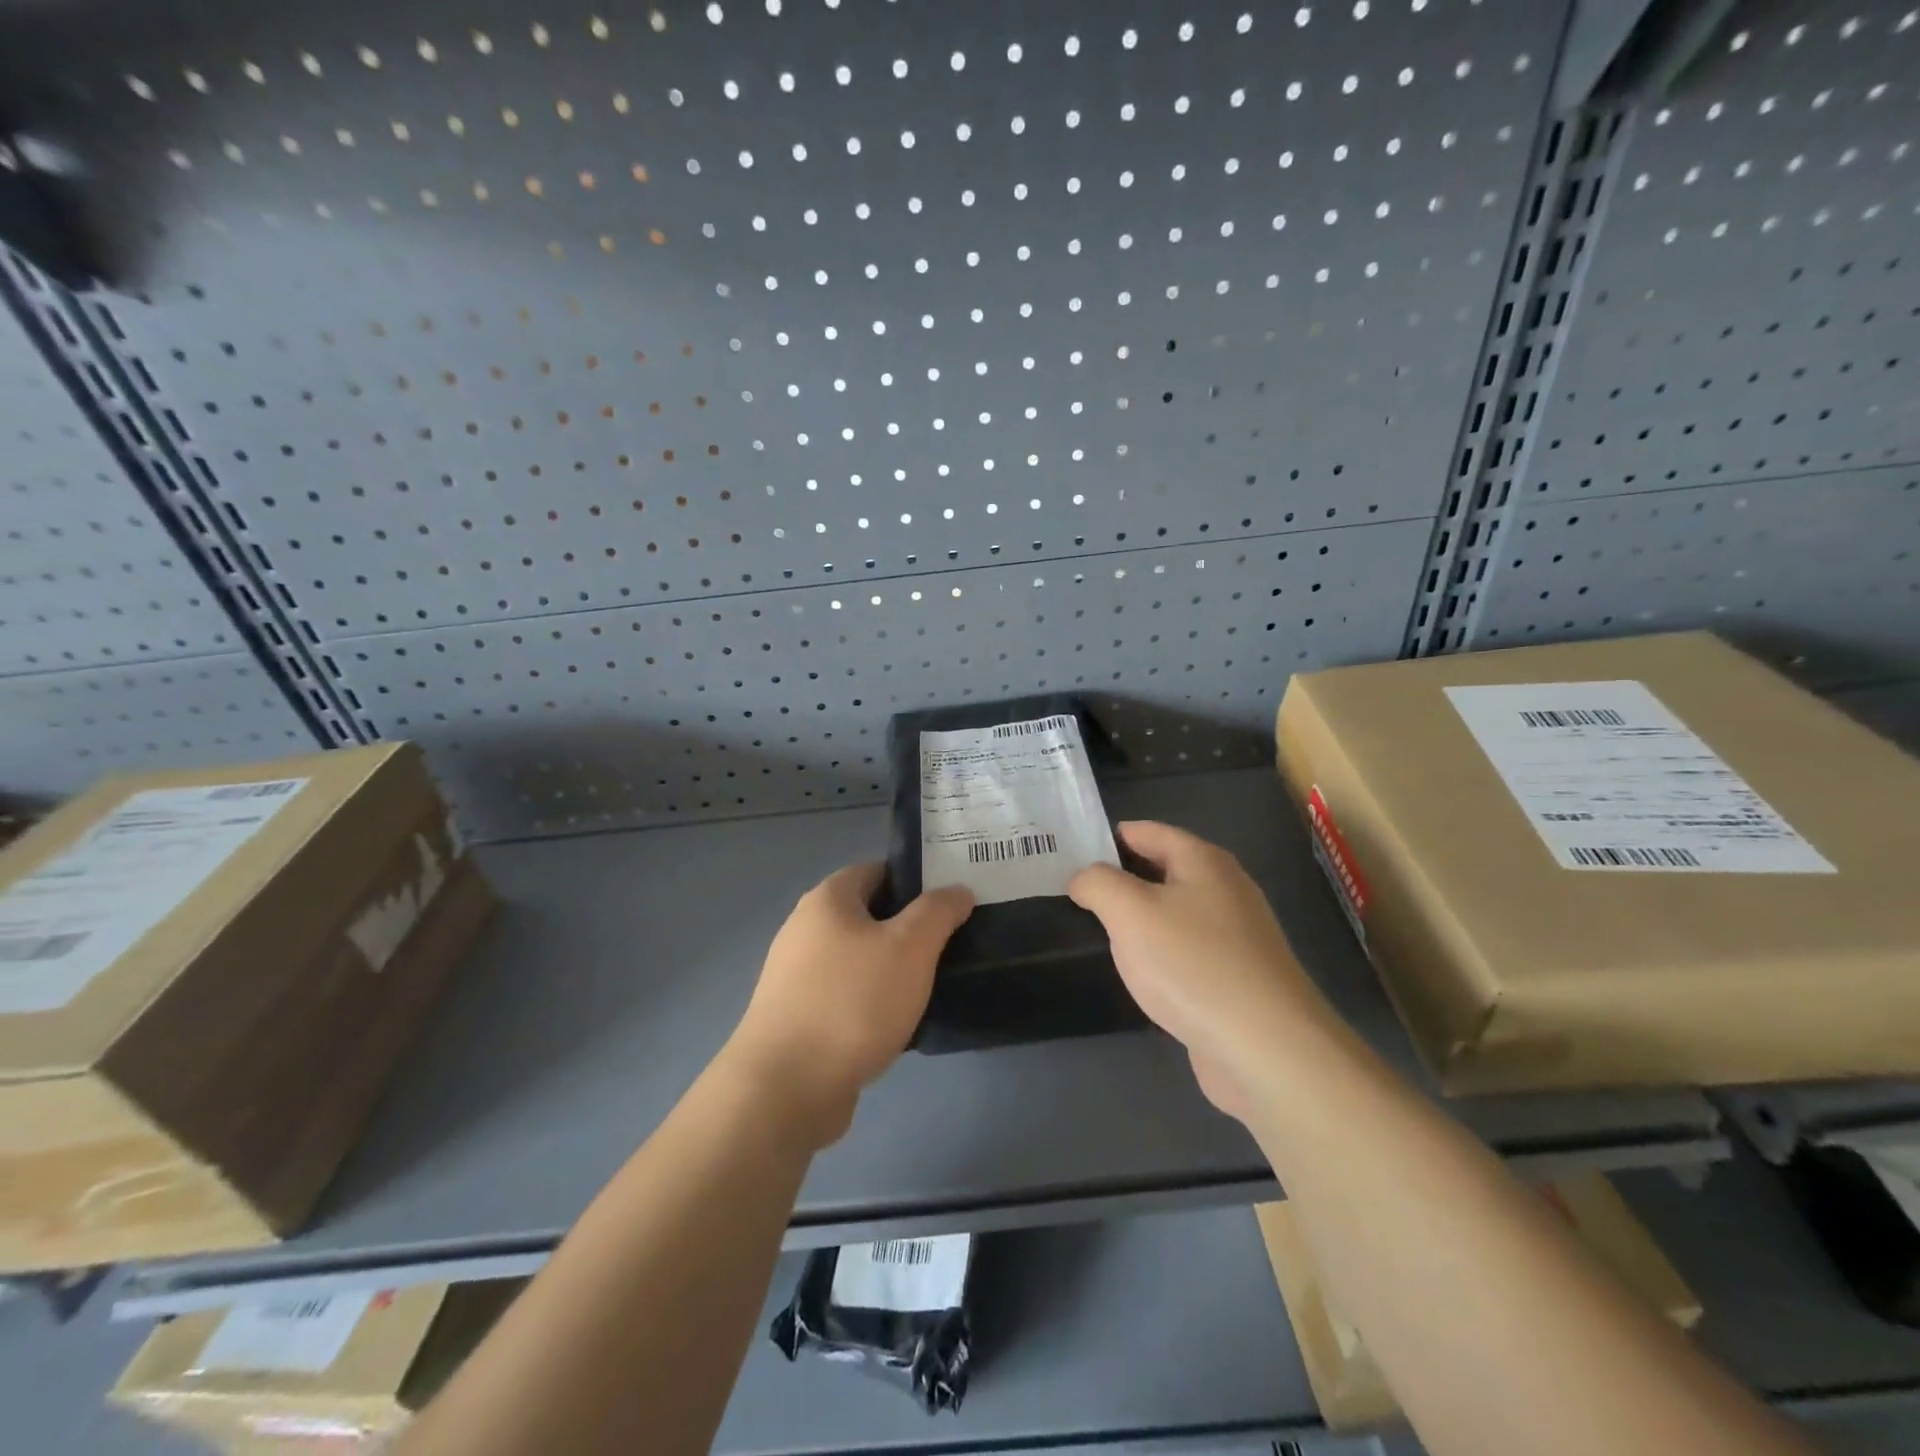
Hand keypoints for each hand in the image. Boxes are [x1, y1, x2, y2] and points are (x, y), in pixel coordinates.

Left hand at [727, 863, 973, 1146]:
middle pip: (869, 915)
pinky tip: (899, 1024)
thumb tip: (957, 890)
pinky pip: (847, 996)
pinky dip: (873, 1003)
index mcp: (828, 900)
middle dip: (909, 928)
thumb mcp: (910, 947)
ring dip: (893, 969)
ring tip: (932, 986)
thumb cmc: (853, 1003)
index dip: (918, 881)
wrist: (786, 1088)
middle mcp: (805, 929)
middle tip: (951, 944)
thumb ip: (938, 912)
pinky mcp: (797, 1017)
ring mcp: (797, 975)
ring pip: (859, 959)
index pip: (878, 871)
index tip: (953, 903)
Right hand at [1069, 822, 1329, 1118]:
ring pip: (1172, 912)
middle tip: (1070, 896)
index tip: (1065, 860)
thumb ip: (1097, 883)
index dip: (1103, 841)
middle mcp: (1225, 888)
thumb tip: (1083, 878)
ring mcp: (1235, 934)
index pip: (1144, 831)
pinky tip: (1138, 974)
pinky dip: (1158, 953)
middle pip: (1159, 869)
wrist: (1268, 1049)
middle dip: (1117, 880)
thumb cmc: (1192, 965)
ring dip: (1136, 920)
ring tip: (1095, 934)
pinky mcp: (1236, 975)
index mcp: (1203, 860)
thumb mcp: (1129, 912)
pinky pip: (1185, 949)